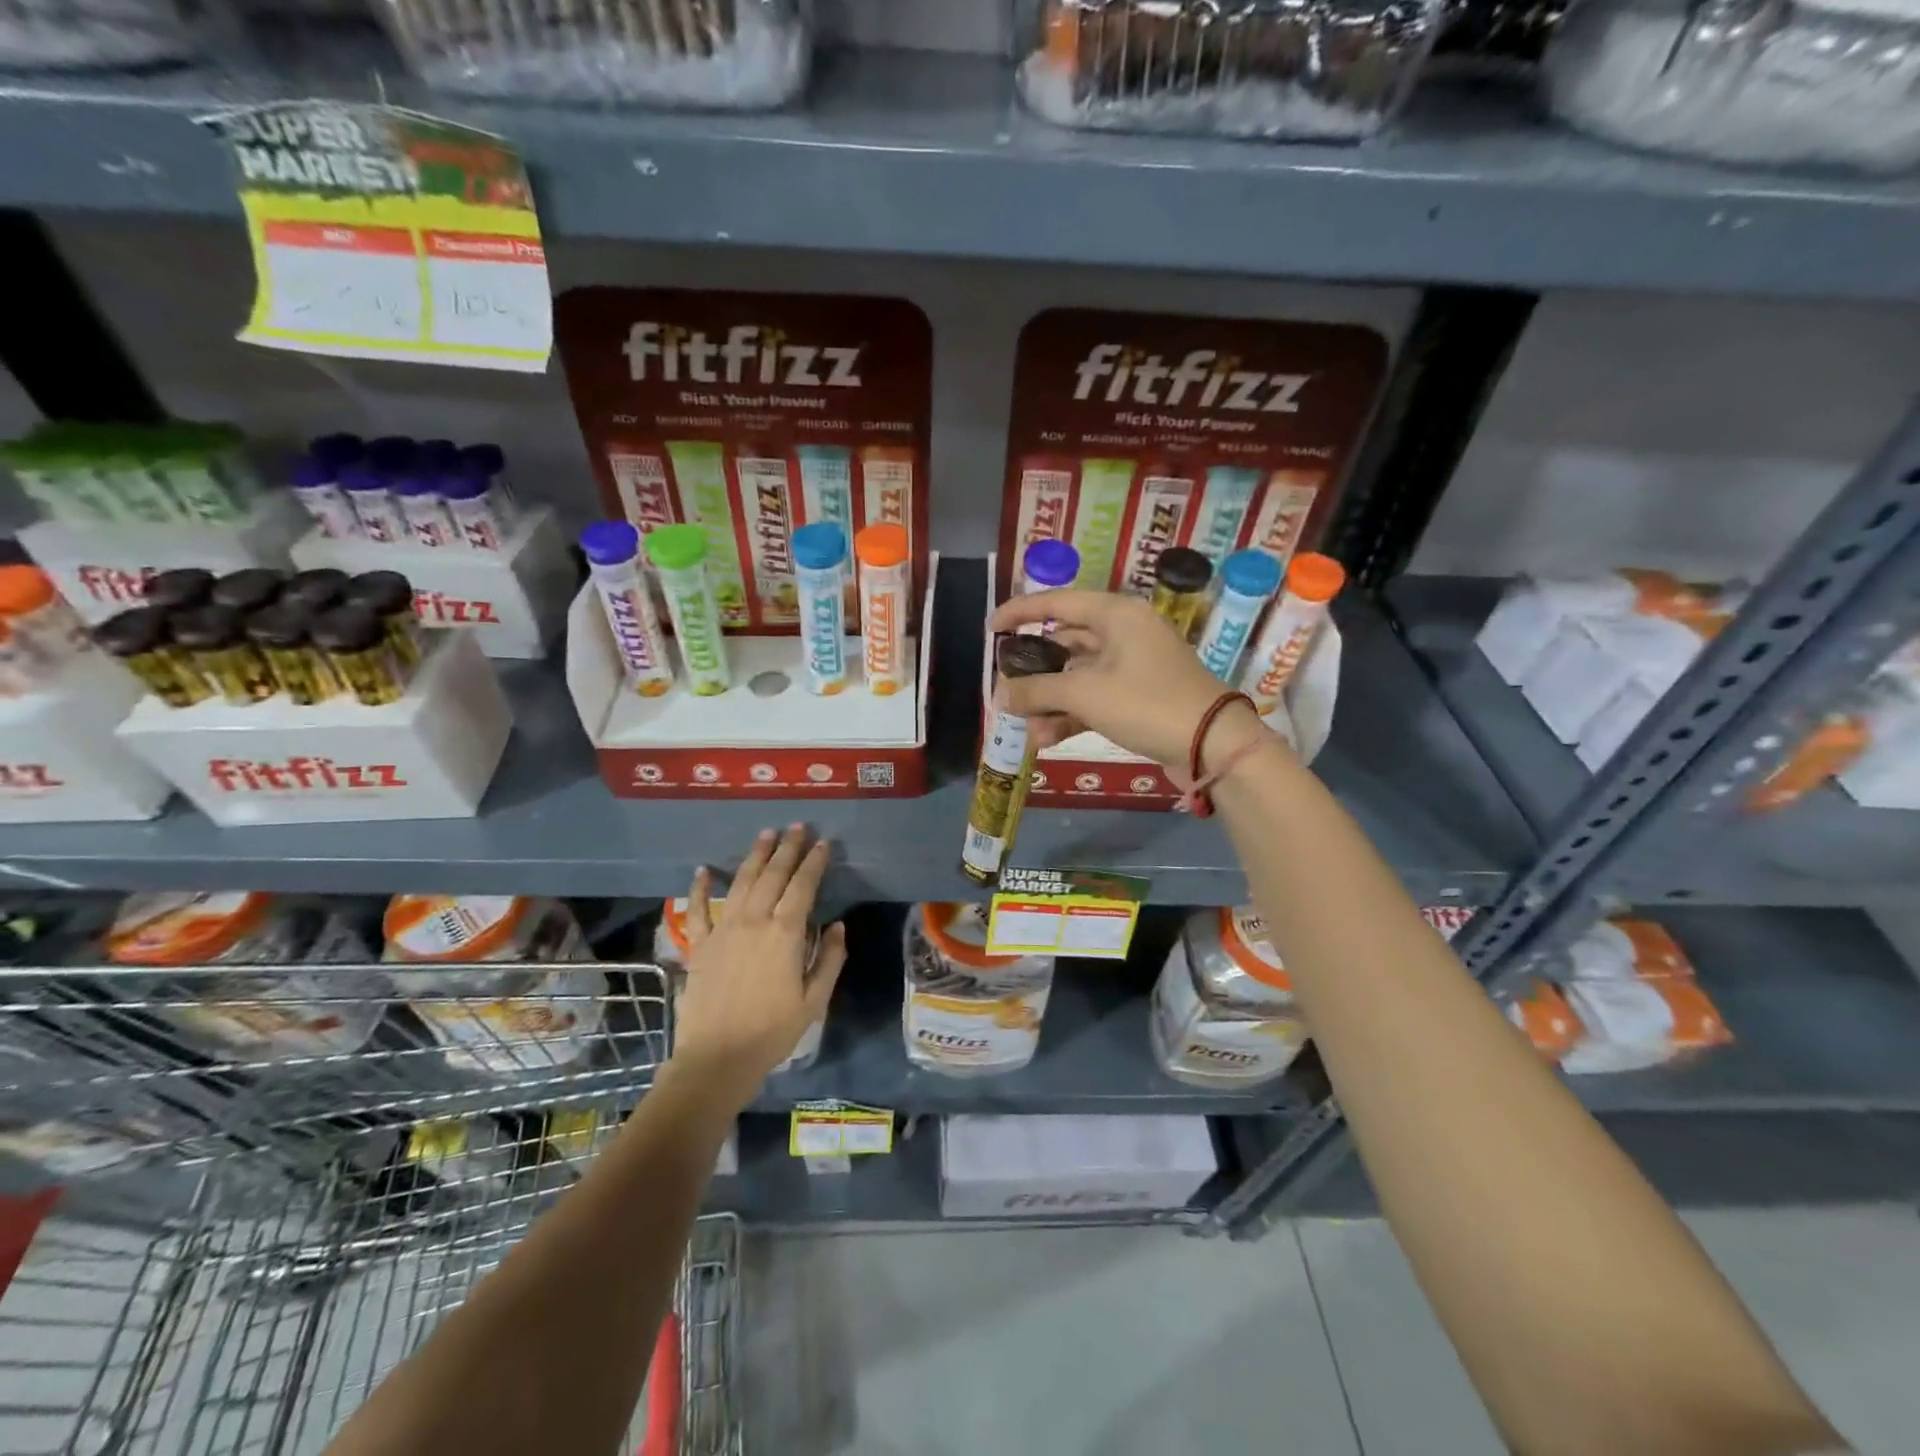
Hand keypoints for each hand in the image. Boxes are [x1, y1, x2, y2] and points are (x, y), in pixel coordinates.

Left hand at [669, 825, 846, 1105]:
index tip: (823, 843)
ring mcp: (723, 930)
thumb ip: (830, 959)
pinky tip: (702, 870)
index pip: (803, 886)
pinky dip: (700, 888)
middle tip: (798, 827)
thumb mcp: (814, 1000)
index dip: (814, 862)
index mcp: (785, 933)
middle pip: (772, 875)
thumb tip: (838, 925)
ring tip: (766, 834)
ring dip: (755, 856)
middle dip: (787, 848)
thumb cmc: (772, 1032)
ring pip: (741, 882)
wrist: (717, 1059)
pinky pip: (698, 910)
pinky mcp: (700, 945)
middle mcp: (754, 921)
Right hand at [989, 590, 1278, 771]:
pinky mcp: (1137, 697)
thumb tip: (1001, 696)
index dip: (1020, 612)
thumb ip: (1038, 691)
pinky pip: (1093, 698)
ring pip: (1077, 675)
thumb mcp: (1086, 694)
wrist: (1213, 745)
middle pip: (1065, 642)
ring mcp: (1132, 666)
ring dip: (1050, 701)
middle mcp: (1124, 633)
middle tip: (1006, 689)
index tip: (990, 628)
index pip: (1057, 602)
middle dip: (1034, 671)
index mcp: (1116, 614)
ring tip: (1027, 728)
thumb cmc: (1148, 703)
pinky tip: (1046, 738)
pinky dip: (1070, 714)